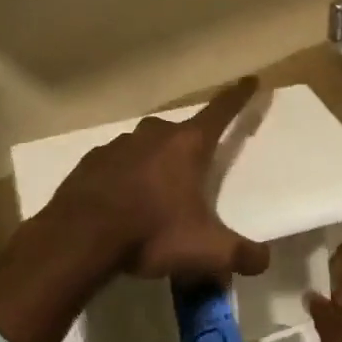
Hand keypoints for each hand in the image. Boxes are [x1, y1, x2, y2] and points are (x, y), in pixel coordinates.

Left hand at [41, 76, 271, 280]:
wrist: (78, 238)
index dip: (238, 96)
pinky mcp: (90, 161)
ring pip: (146, 146)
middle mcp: (154, 135)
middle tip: (194, 174)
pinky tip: (122, 202)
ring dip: (155, 163)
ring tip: (156, 197)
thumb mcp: (206, 252)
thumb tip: (264, 260)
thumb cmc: (151, 234)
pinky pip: (117, 163)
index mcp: (187, 145)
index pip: (221, 111)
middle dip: (190, 147)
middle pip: (181, 132)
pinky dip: (124, 176)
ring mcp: (118, 145)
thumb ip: (242, 255)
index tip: (249, 80)